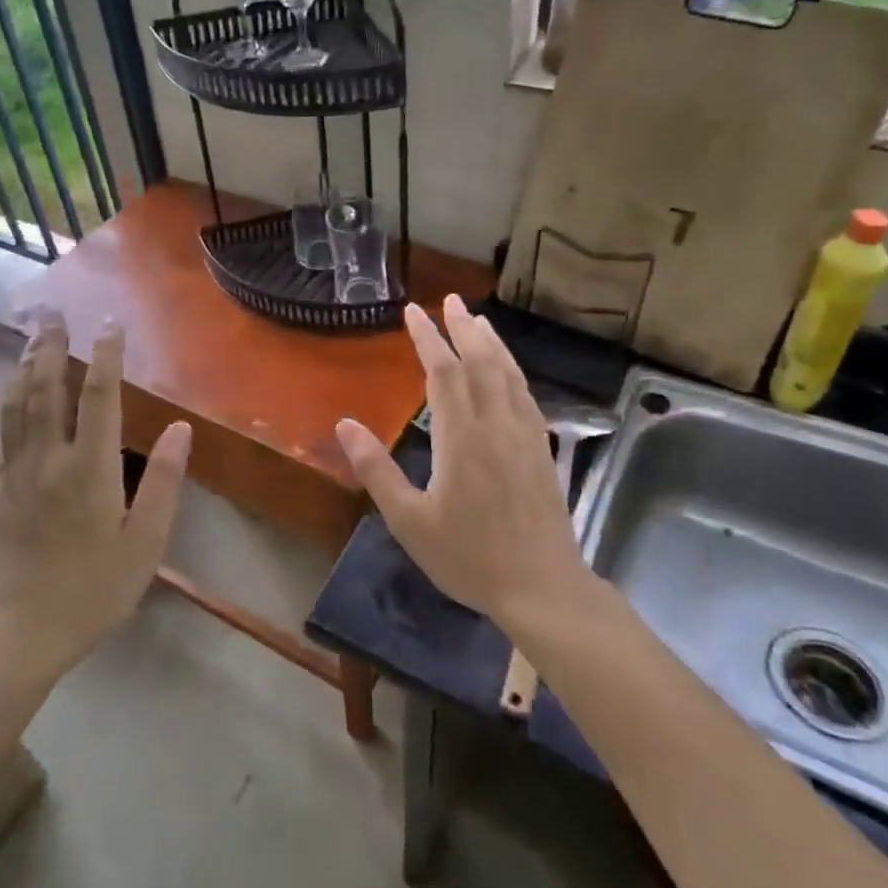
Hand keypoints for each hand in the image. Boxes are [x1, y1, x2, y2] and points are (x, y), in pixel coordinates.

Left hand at [0, 315, 190, 679]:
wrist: (15, 633)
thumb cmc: (90, 590)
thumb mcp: (144, 543)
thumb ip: (162, 482)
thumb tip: (179, 428)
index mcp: (89, 468)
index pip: (99, 397)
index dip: (106, 356)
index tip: (110, 325)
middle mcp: (47, 460)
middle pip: (47, 390)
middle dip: (51, 348)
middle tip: (54, 315)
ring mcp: (13, 475)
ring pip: (15, 408)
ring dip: (22, 369)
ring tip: (28, 342)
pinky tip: (2, 404)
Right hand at [335, 295, 580, 622]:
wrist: (542, 587)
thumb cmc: (469, 557)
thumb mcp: (410, 521)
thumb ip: (377, 470)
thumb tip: (345, 424)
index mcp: (462, 438)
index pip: (444, 372)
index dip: (428, 337)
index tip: (414, 311)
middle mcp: (496, 425)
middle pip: (481, 362)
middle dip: (463, 327)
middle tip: (450, 300)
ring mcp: (525, 436)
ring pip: (509, 374)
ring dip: (492, 342)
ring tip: (479, 319)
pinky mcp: (542, 450)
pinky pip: (526, 395)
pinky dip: (513, 370)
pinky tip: (508, 371)